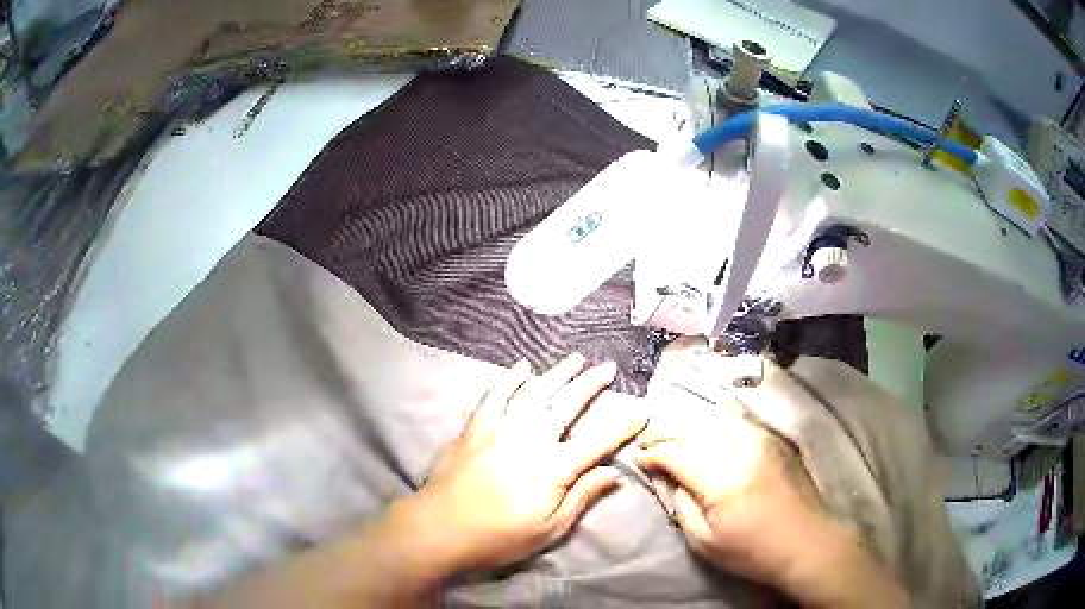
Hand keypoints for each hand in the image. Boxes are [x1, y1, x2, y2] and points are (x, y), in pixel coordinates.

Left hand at [417, 353, 647, 570]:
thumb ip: (581, 497)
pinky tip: (522, 367)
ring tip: (576, 359)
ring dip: (557, 374)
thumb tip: (614, 473)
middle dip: (591, 385)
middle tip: (608, 367)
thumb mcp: (549, 529)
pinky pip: (496, 396)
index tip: (644, 408)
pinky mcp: (476, 429)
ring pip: (535, 393)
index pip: (598, 442)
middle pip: (566, 406)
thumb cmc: (499, 537)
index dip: (623, 425)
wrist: (440, 528)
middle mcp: (531, 440)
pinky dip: (510, 380)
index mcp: (553, 468)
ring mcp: (501, 430)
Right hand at [635, 396, 828, 590]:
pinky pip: (737, 419)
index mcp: (721, 480)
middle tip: (648, 443)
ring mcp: (761, 438)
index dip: (652, 454)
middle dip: (665, 433)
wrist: (806, 543)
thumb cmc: (752, 551)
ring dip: (688, 424)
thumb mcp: (704, 541)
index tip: (638, 460)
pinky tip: (705, 430)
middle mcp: (741, 449)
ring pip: (714, 417)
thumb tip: (664, 477)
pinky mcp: (773, 438)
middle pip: (692, 428)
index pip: (675, 452)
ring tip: (672, 435)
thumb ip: (680, 504)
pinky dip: (714, 421)